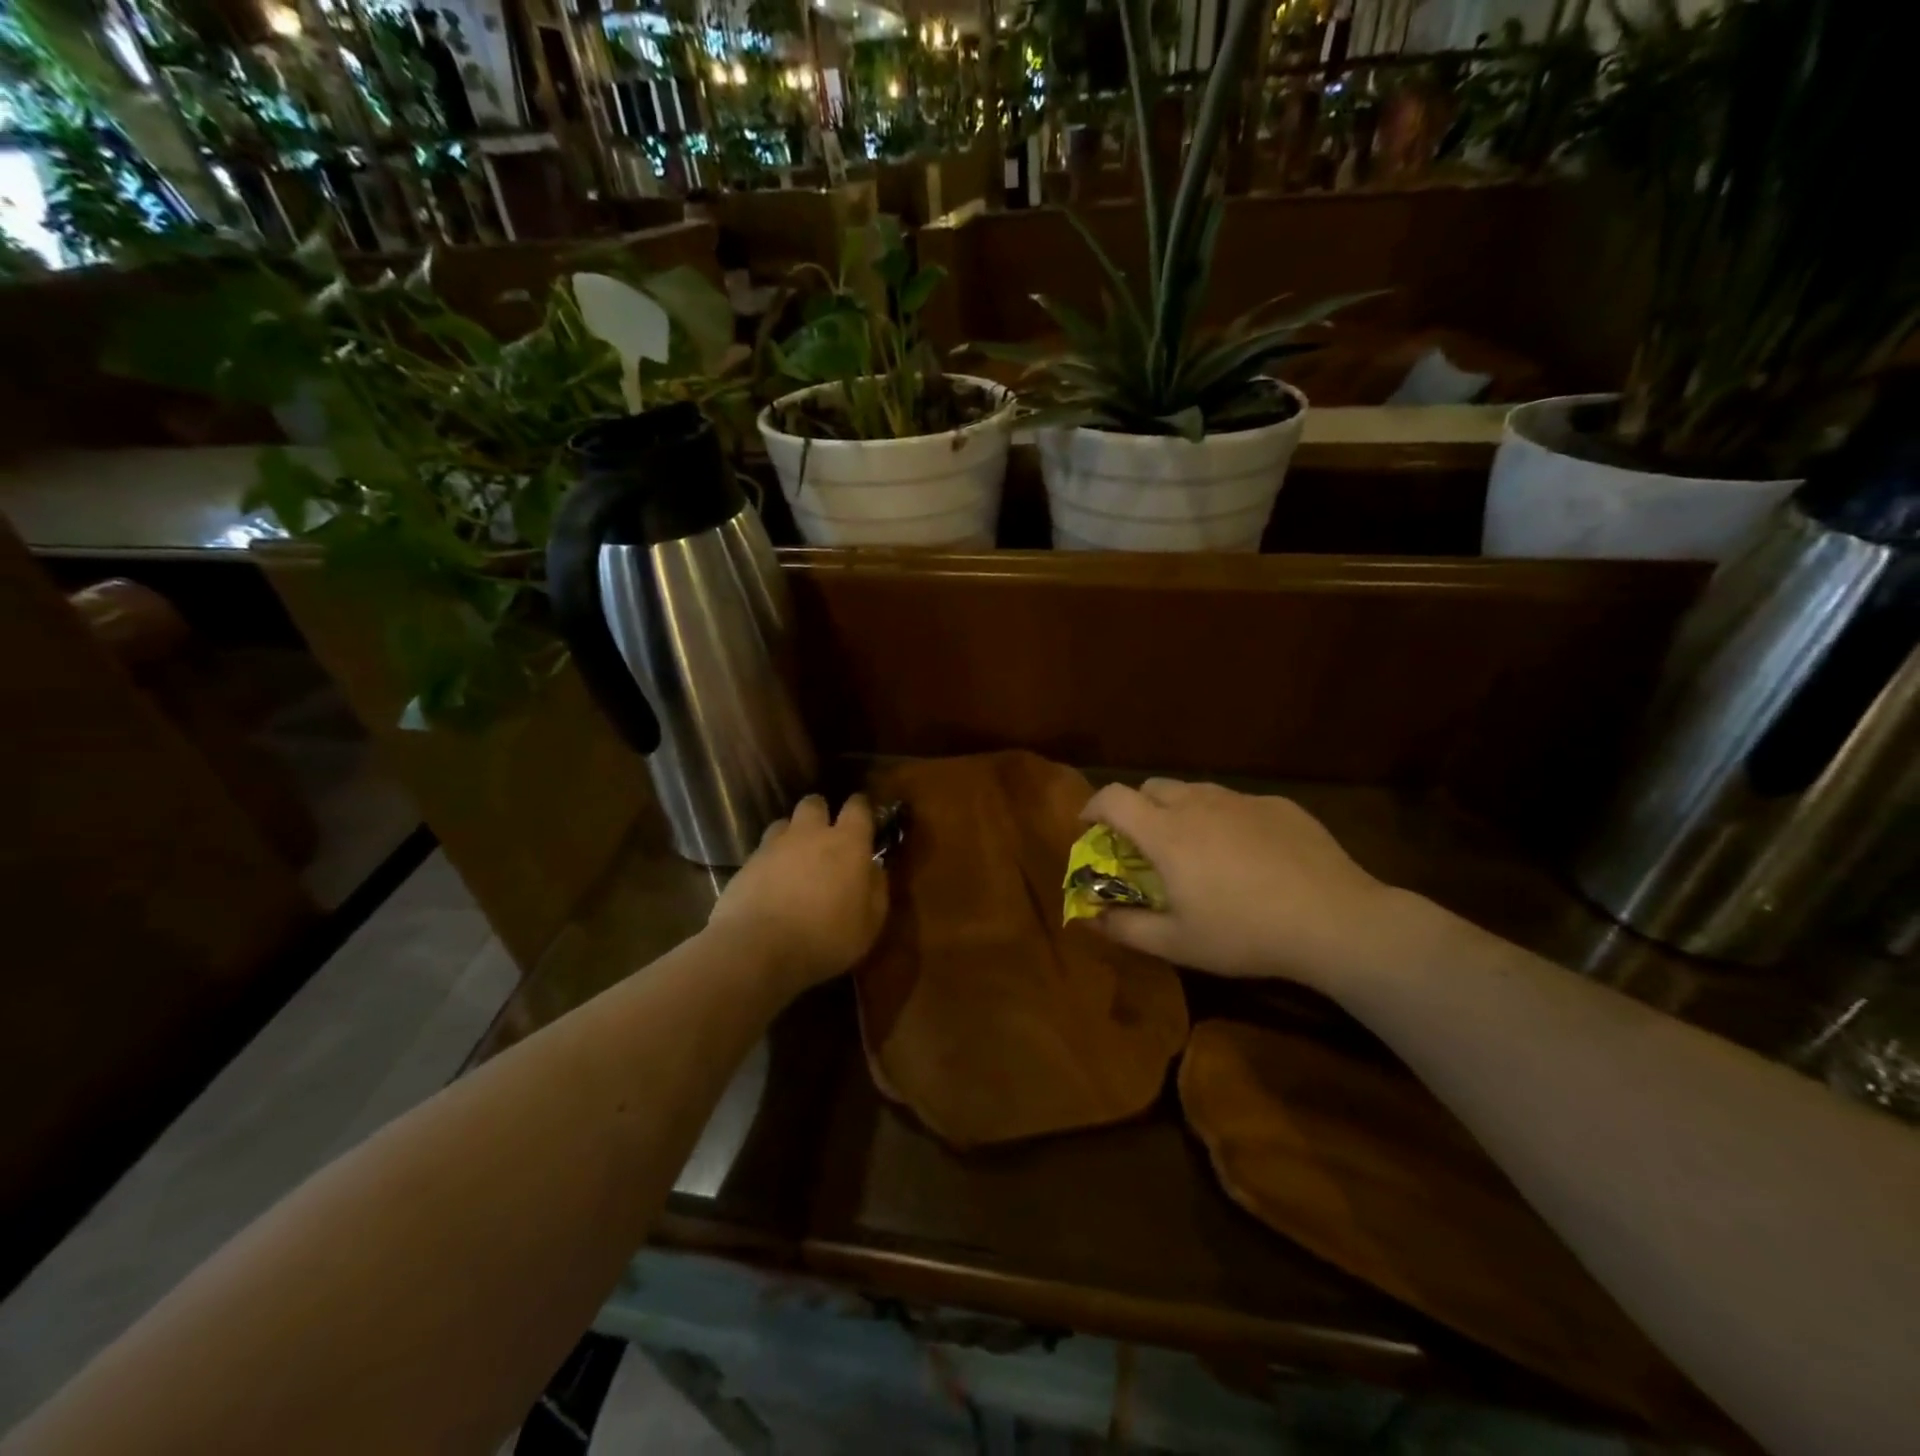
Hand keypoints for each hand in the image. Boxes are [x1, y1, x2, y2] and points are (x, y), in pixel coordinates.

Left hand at [709, 793, 888, 993]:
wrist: (758, 950)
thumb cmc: (826, 938)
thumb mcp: (869, 923)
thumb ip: (876, 889)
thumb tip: (874, 869)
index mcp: (847, 843)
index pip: (857, 807)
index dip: (861, 808)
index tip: (864, 816)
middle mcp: (810, 834)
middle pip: (814, 804)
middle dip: (821, 813)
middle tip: (825, 836)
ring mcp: (774, 846)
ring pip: (784, 823)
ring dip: (792, 835)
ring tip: (795, 859)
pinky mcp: (746, 864)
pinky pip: (762, 851)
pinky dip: (769, 861)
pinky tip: (771, 885)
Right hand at [1079, 779, 1400, 988]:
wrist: (1335, 921)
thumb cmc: (1244, 933)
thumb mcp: (1177, 943)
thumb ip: (1125, 927)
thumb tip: (1090, 918)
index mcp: (1166, 832)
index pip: (1113, 798)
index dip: (1093, 807)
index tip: (1090, 827)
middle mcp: (1198, 803)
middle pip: (1152, 787)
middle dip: (1137, 808)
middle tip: (1145, 845)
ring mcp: (1242, 800)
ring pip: (1196, 791)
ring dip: (1181, 811)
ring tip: (1197, 848)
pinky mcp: (1279, 805)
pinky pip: (1237, 803)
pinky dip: (1225, 819)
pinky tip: (1249, 855)